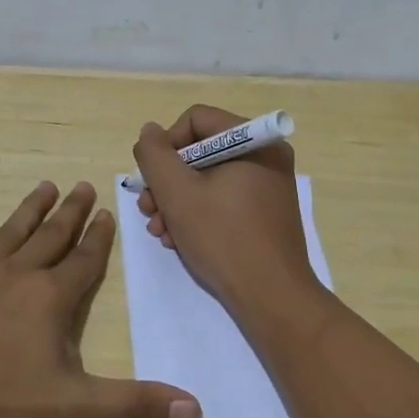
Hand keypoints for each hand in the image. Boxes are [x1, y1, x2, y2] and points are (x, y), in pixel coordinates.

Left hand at [0, 180, 201, 417]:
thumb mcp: (74, 407)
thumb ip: (135, 403)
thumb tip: (196, 409)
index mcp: (50, 298)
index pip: (84, 260)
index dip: (99, 237)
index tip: (107, 211)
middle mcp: (16, 275)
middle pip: (51, 237)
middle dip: (71, 212)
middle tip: (83, 184)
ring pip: (10, 233)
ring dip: (30, 209)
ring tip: (46, 186)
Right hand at [133, 105, 322, 314]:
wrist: (271, 297)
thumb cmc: (223, 238)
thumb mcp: (177, 193)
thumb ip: (155, 156)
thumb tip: (149, 132)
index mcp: (254, 141)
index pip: (195, 120)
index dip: (166, 146)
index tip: (151, 179)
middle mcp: (266, 157)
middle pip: (200, 151)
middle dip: (167, 181)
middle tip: (147, 209)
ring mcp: (267, 187)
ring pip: (207, 179)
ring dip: (176, 202)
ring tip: (159, 231)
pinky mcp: (264, 214)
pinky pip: (223, 200)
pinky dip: (197, 214)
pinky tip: (178, 240)